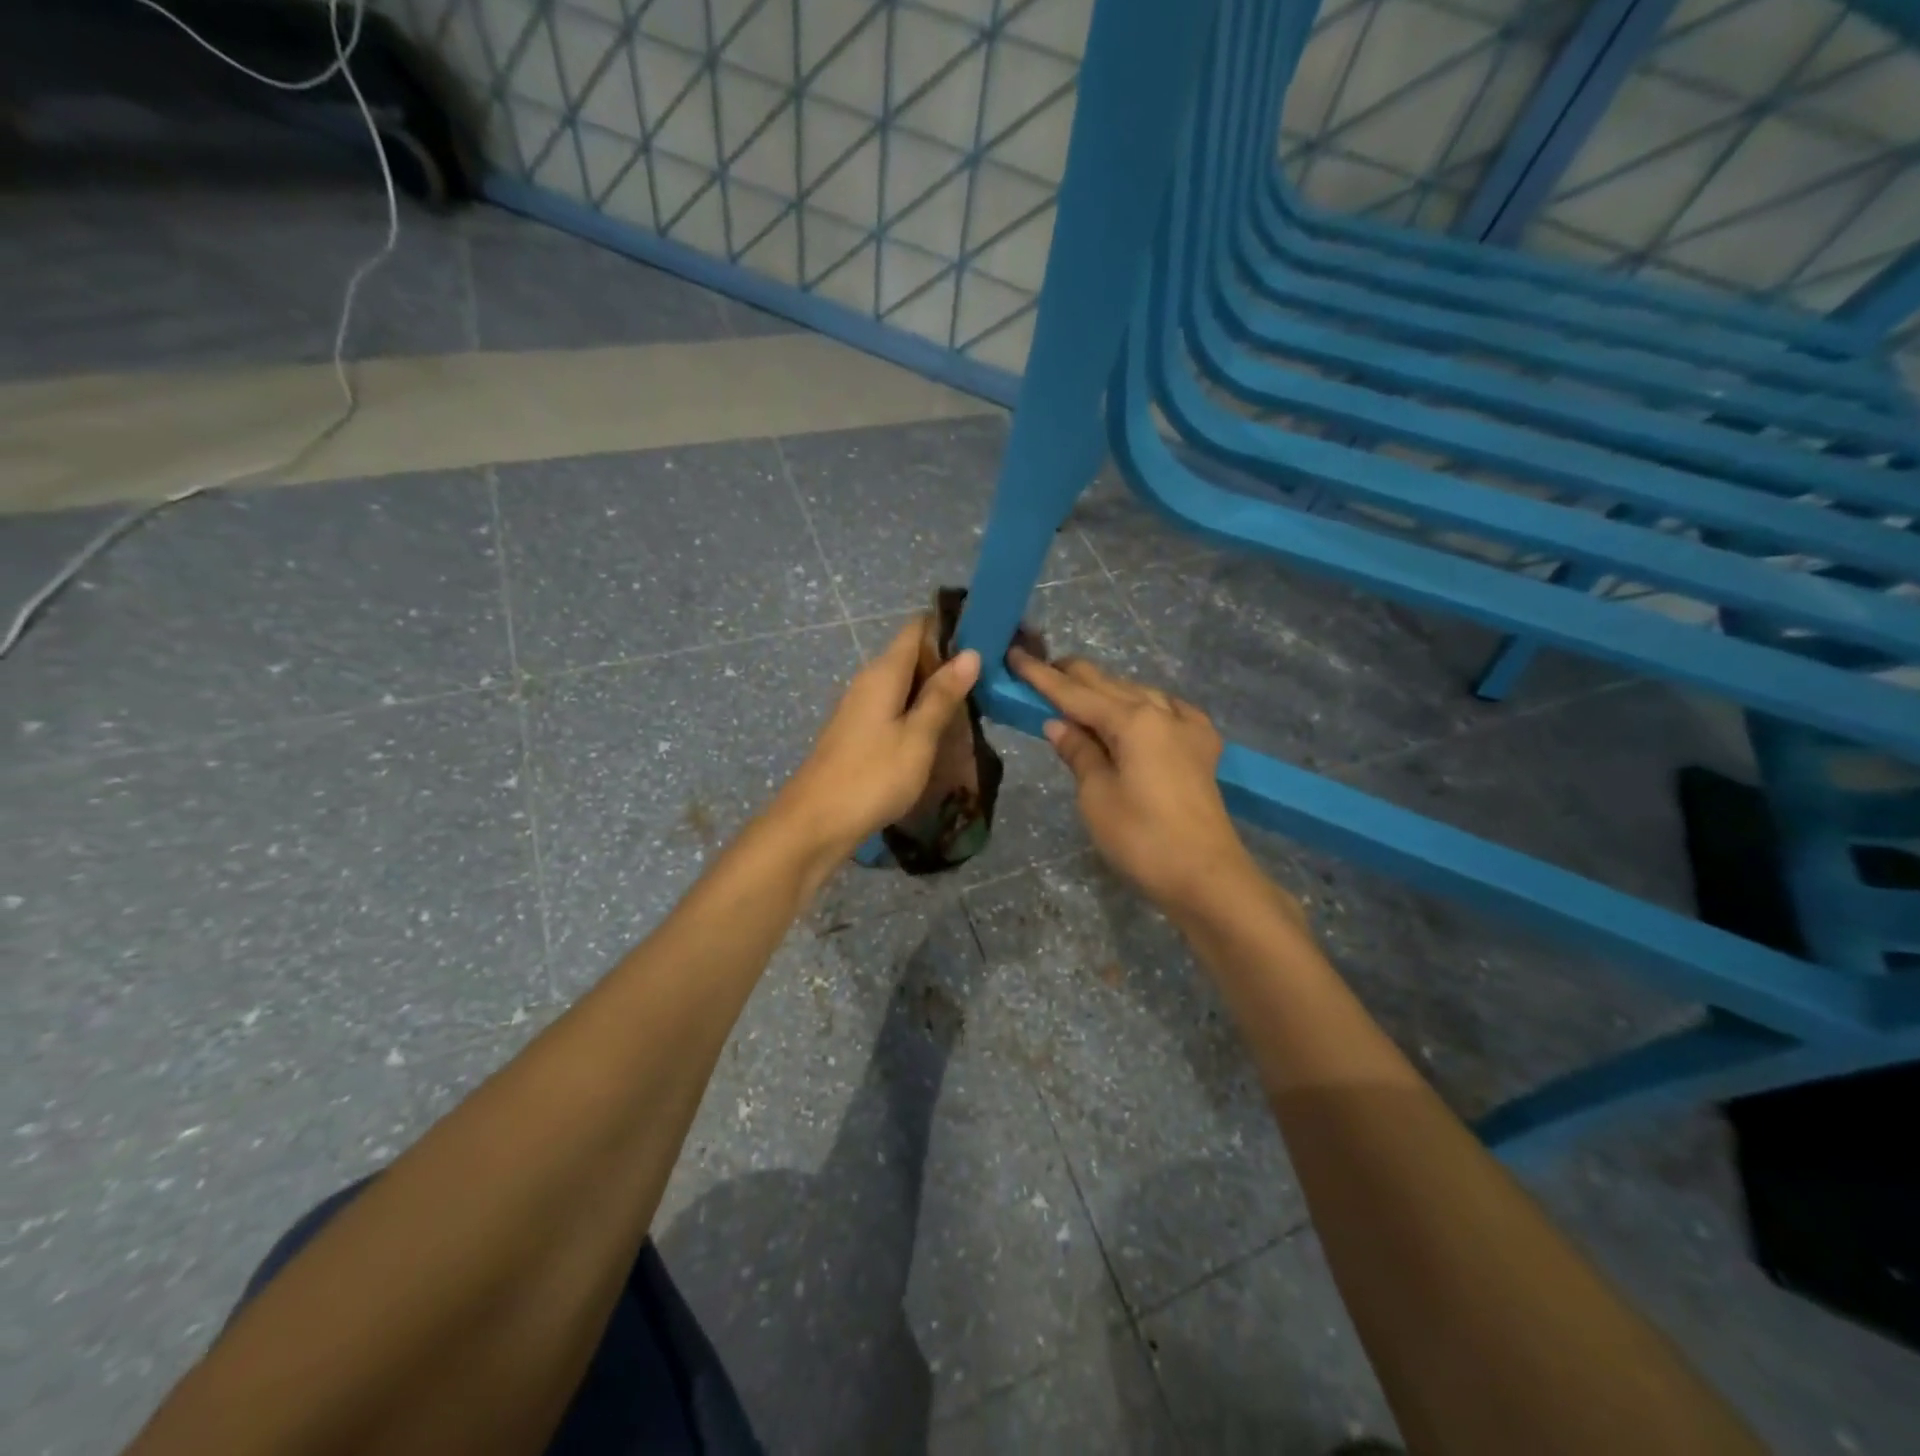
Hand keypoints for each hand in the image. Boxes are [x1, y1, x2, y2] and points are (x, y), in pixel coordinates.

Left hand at [774, 616, 980, 863]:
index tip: (987, 637)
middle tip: (992, 677)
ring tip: (976, 704)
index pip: (918, 628)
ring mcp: (861, 707)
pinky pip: (896, 708)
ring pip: (906, 685)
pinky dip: (920, 712)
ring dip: (937, 691)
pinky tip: (942, 732)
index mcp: (884, 672)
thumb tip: (970, 653)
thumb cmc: (872, 776)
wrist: (816, 822)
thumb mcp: (917, 737)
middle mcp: (869, 681)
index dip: (951, 627)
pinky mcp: (859, 732)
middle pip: (913, 655)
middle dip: (950, 663)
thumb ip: (942, 696)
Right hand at [1011, 648, 1269, 919]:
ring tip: (1079, 692)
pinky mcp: (1202, 748)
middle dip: (1073, 676)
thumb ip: (1078, 752)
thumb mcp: (1096, 796)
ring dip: (1107, 690)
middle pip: (1109, 685)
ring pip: (1139, 694)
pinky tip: (1140, 711)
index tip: (1015, 655)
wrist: (1205, 876)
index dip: (1042, 676)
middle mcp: (1162, 712)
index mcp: (1132, 721)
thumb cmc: (1141, 838)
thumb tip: (1057, 723)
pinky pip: (1169, 711)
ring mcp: (1187, 728)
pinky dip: (1145, 706)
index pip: (1075, 693)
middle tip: (1040, 668)